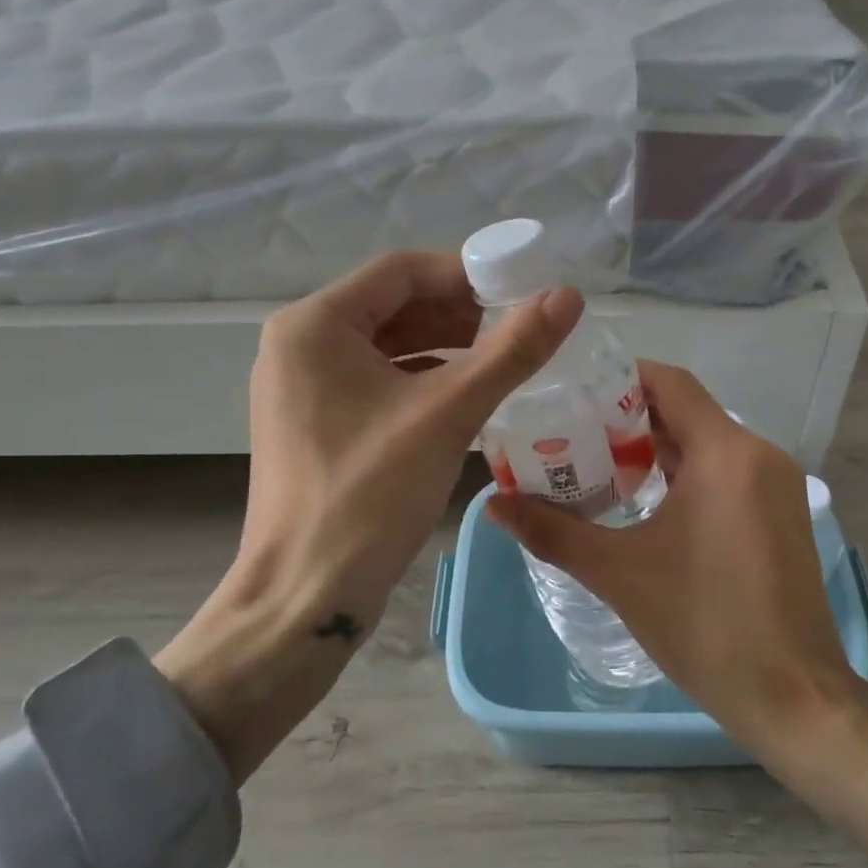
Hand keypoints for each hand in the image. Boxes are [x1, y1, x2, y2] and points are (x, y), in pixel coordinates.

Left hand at [157, 251, 582, 785]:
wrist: (305, 596)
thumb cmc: (369, 494)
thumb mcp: (447, 414)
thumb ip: (511, 351)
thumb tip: (568, 296)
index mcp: (315, 326)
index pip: (400, 271)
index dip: (465, 273)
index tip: (520, 291)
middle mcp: (300, 346)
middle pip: (393, 305)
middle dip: (459, 313)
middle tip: (517, 330)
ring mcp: (304, 387)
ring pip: (387, 345)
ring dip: (445, 348)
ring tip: (501, 363)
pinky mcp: (316, 423)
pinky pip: (377, 381)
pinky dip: (423, 381)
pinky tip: (466, 399)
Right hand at [487, 364, 867, 867]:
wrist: (793, 699)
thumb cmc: (705, 625)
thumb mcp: (619, 574)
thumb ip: (553, 531)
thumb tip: (492, 503)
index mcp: (726, 452)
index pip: (669, 383)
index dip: (619, 377)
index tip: (571, 391)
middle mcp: (758, 454)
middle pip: (685, 411)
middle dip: (626, 418)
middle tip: (569, 431)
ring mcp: (776, 485)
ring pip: (705, 444)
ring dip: (654, 449)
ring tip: (594, 465)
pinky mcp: (780, 515)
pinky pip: (725, 472)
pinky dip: (683, 474)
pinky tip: (643, 502)